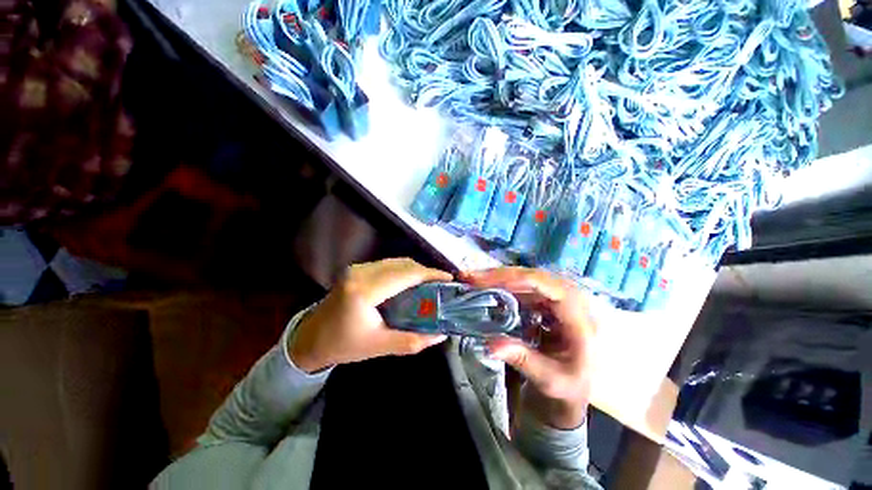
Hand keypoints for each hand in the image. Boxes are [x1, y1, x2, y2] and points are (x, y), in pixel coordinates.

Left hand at [289, 258, 451, 372]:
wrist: (310, 339)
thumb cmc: (344, 345)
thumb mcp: (380, 346)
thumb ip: (413, 341)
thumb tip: (441, 335)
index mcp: (365, 291)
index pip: (406, 275)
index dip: (430, 274)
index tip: (449, 277)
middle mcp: (361, 273)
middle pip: (403, 264)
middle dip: (426, 271)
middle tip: (442, 283)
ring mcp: (357, 268)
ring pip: (396, 262)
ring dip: (415, 270)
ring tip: (430, 283)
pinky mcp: (357, 269)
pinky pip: (388, 264)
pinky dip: (404, 270)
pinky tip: (411, 282)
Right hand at [464, 267, 596, 429]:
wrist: (579, 386)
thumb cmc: (571, 385)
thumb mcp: (551, 379)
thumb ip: (523, 361)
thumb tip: (490, 344)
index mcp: (579, 317)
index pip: (547, 286)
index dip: (516, 280)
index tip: (487, 282)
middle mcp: (571, 300)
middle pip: (533, 277)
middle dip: (500, 276)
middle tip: (472, 278)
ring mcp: (558, 298)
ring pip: (526, 279)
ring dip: (499, 278)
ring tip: (475, 281)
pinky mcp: (547, 301)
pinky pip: (524, 287)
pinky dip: (503, 286)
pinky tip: (487, 289)